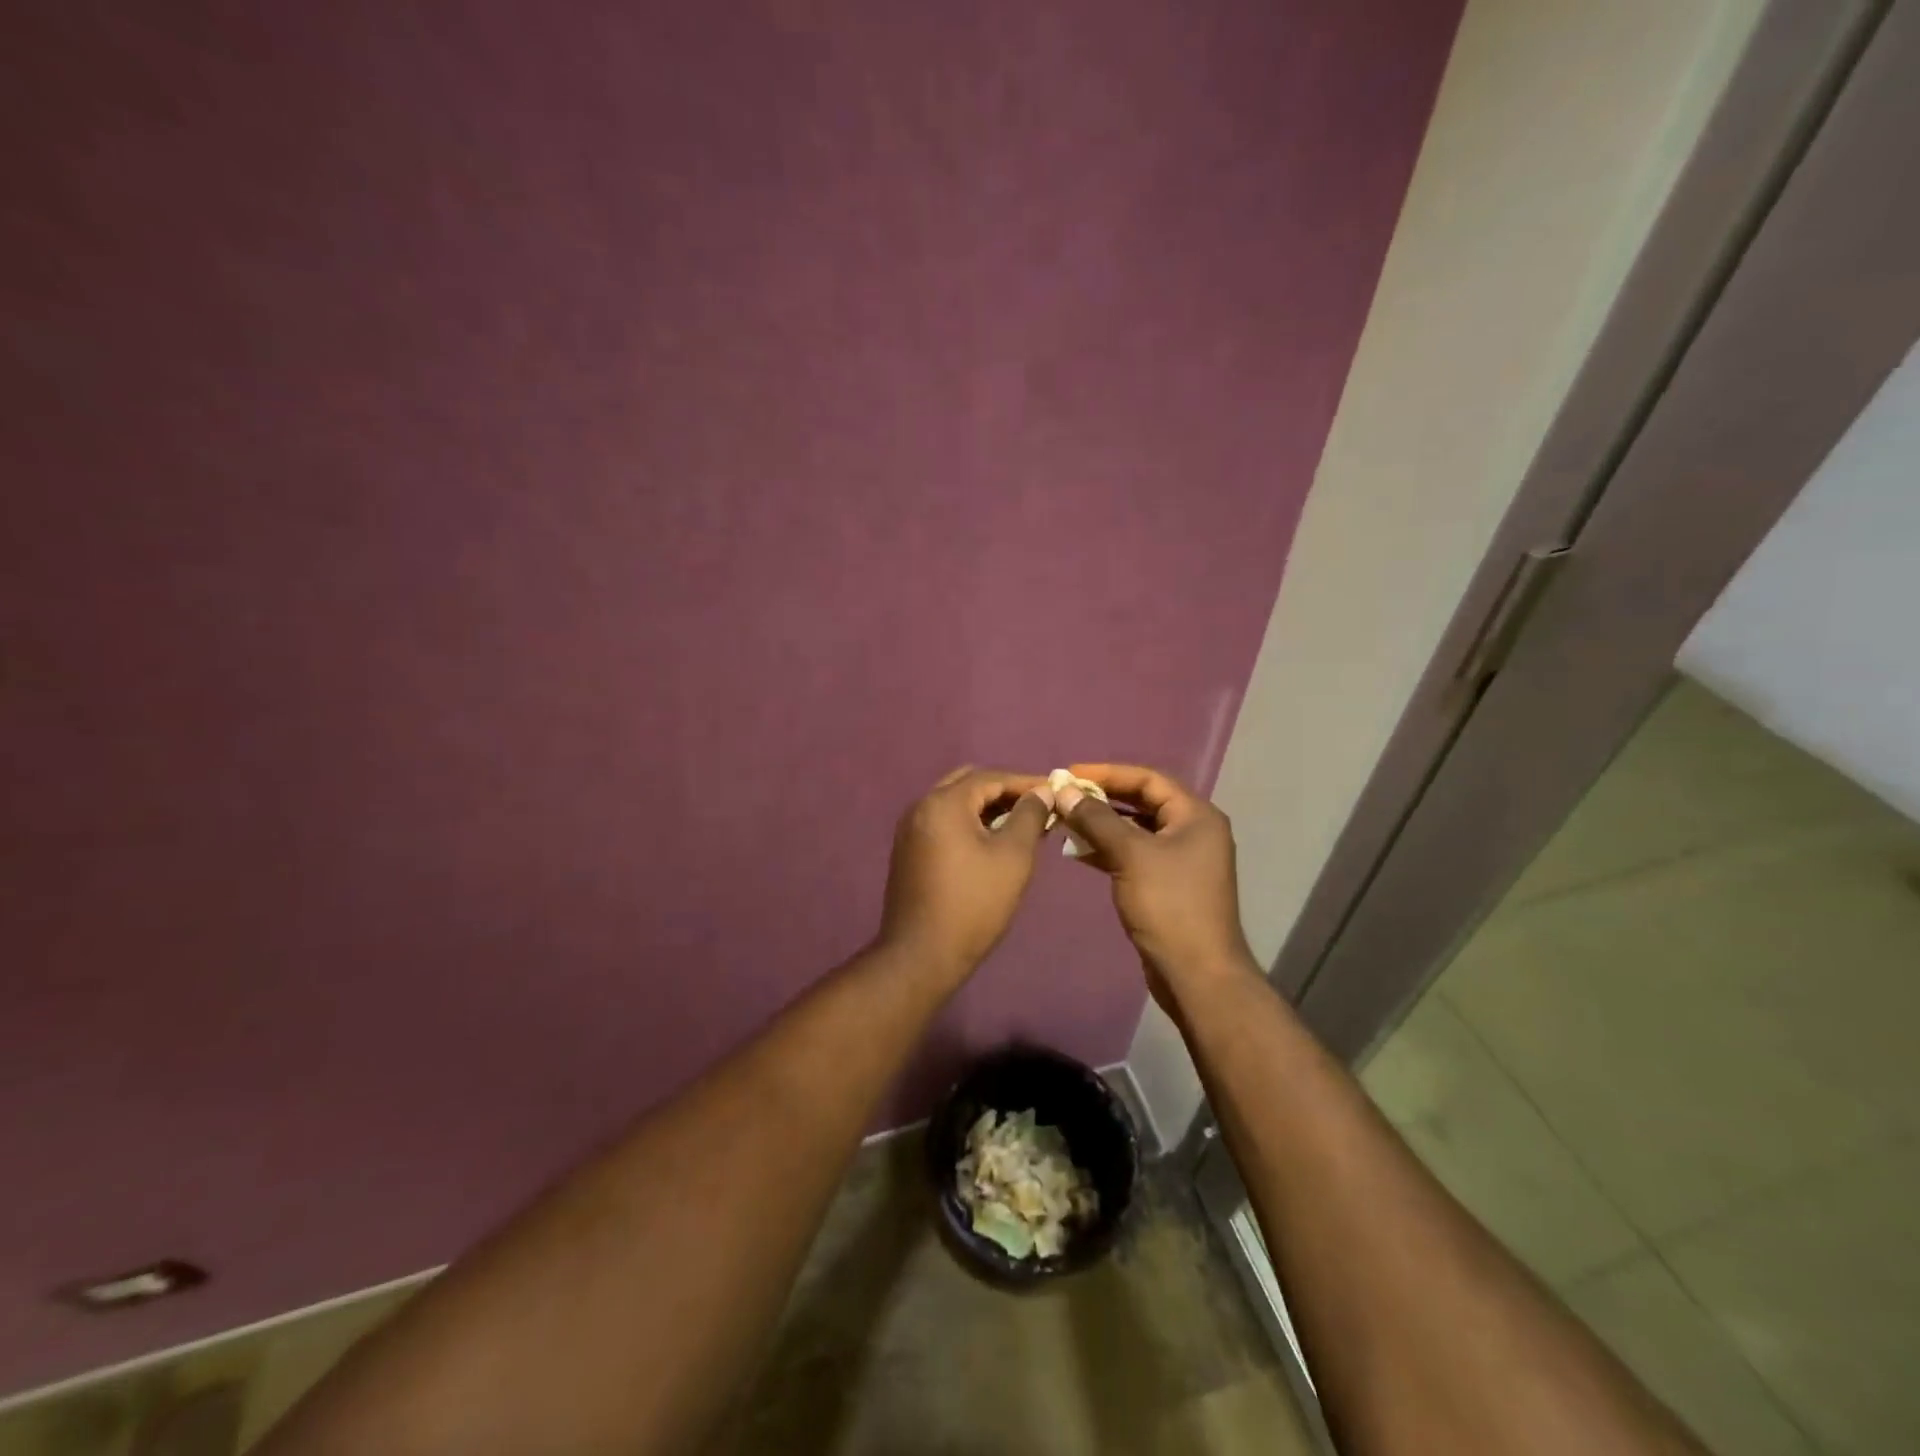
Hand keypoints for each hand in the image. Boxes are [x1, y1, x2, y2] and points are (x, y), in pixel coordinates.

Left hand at [875, 766, 1055, 980]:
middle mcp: (920, 807)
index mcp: (943, 803)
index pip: (990, 777)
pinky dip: (969, 823)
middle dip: (1004, 791)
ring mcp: (909, 830)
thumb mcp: (1013, 857)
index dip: (1026, 782)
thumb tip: (1041, 792)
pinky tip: (992, 842)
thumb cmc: (974, 903)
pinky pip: (943, 823)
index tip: (1055, 791)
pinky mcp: (908, 851)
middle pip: (968, 783)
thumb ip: (1030, 816)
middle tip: (1037, 806)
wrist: (921, 955)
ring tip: (1021, 824)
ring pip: (954, 803)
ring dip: (987, 807)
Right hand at [1053, 763, 1256, 1005]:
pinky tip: (1078, 852)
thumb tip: (1064, 790)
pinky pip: (1134, 855)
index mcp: (1196, 816)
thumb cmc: (1169, 905)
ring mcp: (1181, 860)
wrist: (1196, 974)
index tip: (1070, 773)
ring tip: (1064, 823)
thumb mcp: (1130, 854)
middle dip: (1102, 799)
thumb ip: (1096, 818)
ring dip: (1101, 825)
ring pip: (1135, 830)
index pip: (1149, 779)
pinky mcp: (1167, 885)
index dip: (1108, 773)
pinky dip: (1108, 850)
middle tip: (1064, 797)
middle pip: (1142, 803)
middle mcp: (1193, 832)